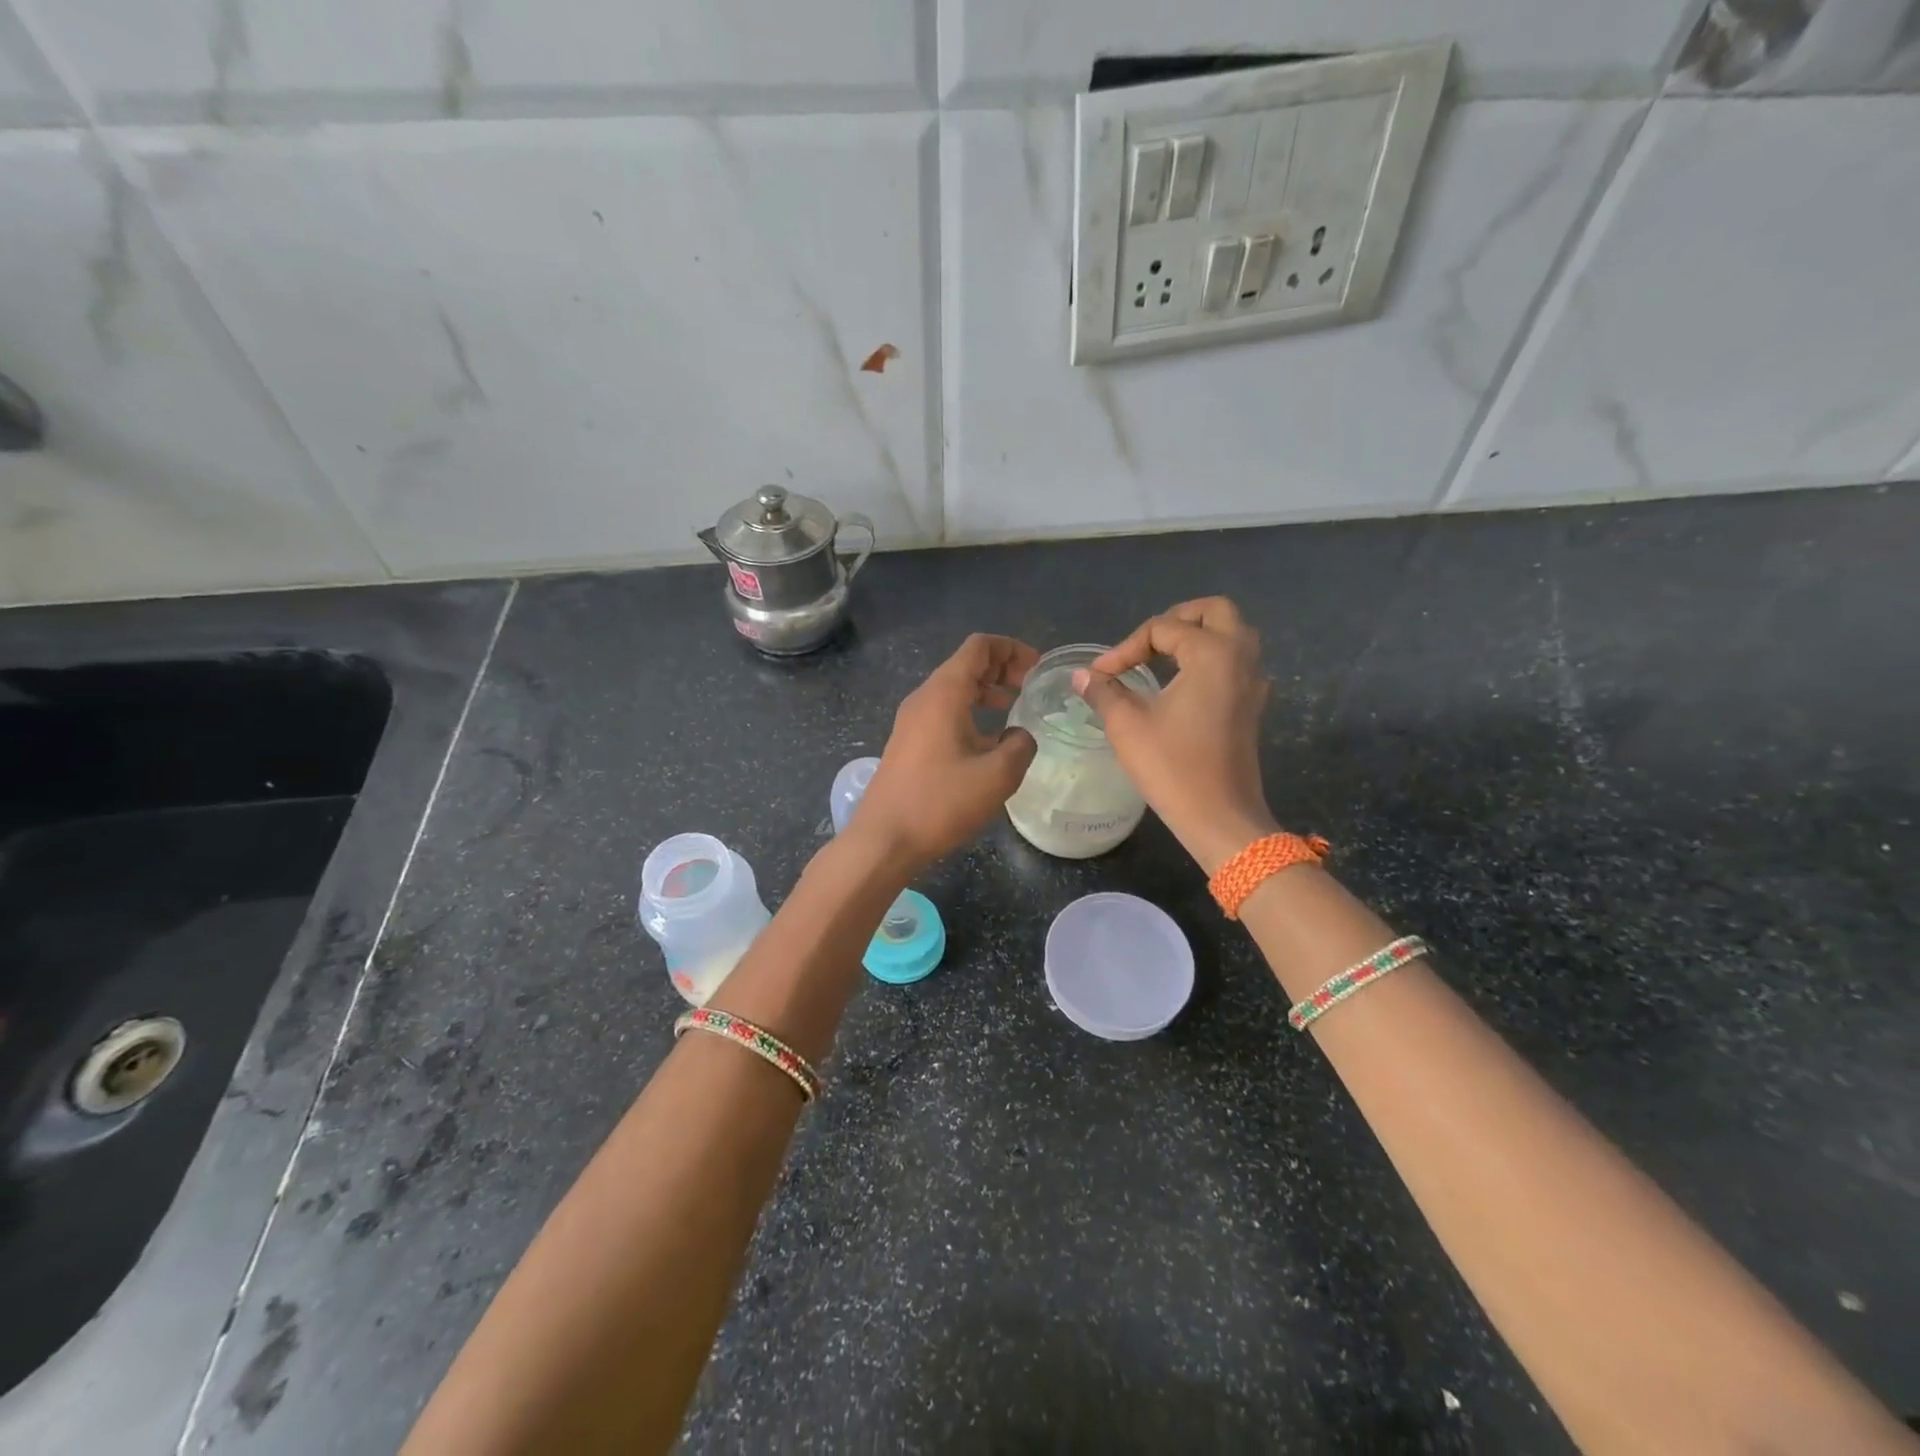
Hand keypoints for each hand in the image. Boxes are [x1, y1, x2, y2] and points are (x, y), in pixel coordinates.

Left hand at [854, 634, 1039, 870]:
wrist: (884, 839)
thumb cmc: (940, 803)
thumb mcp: (997, 776)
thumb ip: (1020, 746)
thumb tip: (1020, 736)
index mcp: (944, 693)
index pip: (979, 647)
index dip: (1012, 649)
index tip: (1038, 669)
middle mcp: (924, 698)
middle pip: (966, 664)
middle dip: (1002, 669)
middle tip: (1031, 689)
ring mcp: (911, 721)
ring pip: (954, 690)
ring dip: (986, 692)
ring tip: (1015, 711)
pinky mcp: (908, 743)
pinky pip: (943, 713)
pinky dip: (970, 713)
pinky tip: (988, 742)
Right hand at [1073, 597, 1276, 873]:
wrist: (1219, 817)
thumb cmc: (1172, 766)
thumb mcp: (1127, 725)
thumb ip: (1103, 691)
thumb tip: (1081, 676)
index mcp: (1211, 653)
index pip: (1162, 628)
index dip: (1126, 648)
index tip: (1101, 676)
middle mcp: (1240, 657)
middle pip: (1215, 611)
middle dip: (1176, 619)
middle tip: (1146, 643)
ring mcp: (1252, 682)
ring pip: (1233, 634)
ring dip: (1198, 635)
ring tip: (1162, 658)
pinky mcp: (1253, 706)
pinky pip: (1237, 662)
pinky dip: (1212, 659)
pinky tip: (1184, 685)